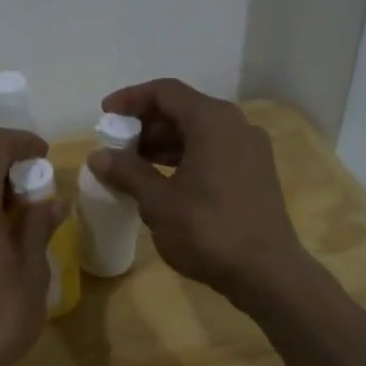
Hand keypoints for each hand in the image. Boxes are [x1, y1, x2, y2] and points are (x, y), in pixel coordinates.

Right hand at [86, 79, 308, 304]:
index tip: (105, 115)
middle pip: (183, 109)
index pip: (165, 92)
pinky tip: (164, 181)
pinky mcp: (255, 172)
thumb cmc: (208, 230)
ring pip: (199, 131)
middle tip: (117, 145)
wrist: (267, 273)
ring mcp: (250, 149)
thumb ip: (127, 172)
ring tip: (133, 165)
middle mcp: (236, 125)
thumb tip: (98, 156)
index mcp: (212, 121)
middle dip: (146, 124)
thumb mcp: (158, 202)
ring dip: (164, 142)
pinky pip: (213, 150)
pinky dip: (185, 156)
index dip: (131, 99)